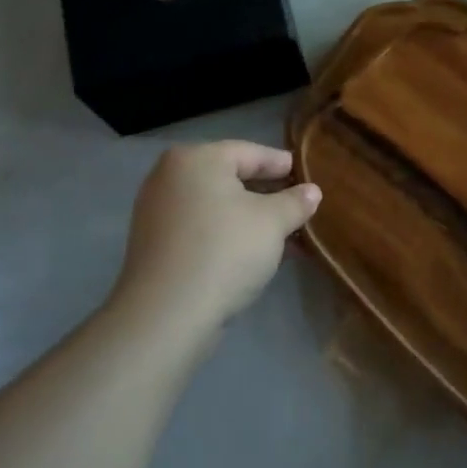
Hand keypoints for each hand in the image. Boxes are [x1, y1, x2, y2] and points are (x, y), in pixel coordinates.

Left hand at [112, 141, 321, 326]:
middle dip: (267, 193)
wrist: (167, 314)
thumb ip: (295, 202)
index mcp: (196, 158)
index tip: (307, 177)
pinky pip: (200, 226)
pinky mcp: (154, 243)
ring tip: (282, 233)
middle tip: (298, 206)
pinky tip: (251, 251)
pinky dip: (226, 232)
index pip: (250, 153)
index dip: (282, 165)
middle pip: (230, 177)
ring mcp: (156, 210)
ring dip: (249, 216)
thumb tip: (312, 191)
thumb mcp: (273, 222)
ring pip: (215, 205)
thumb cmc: (225, 251)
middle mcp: (169, 176)